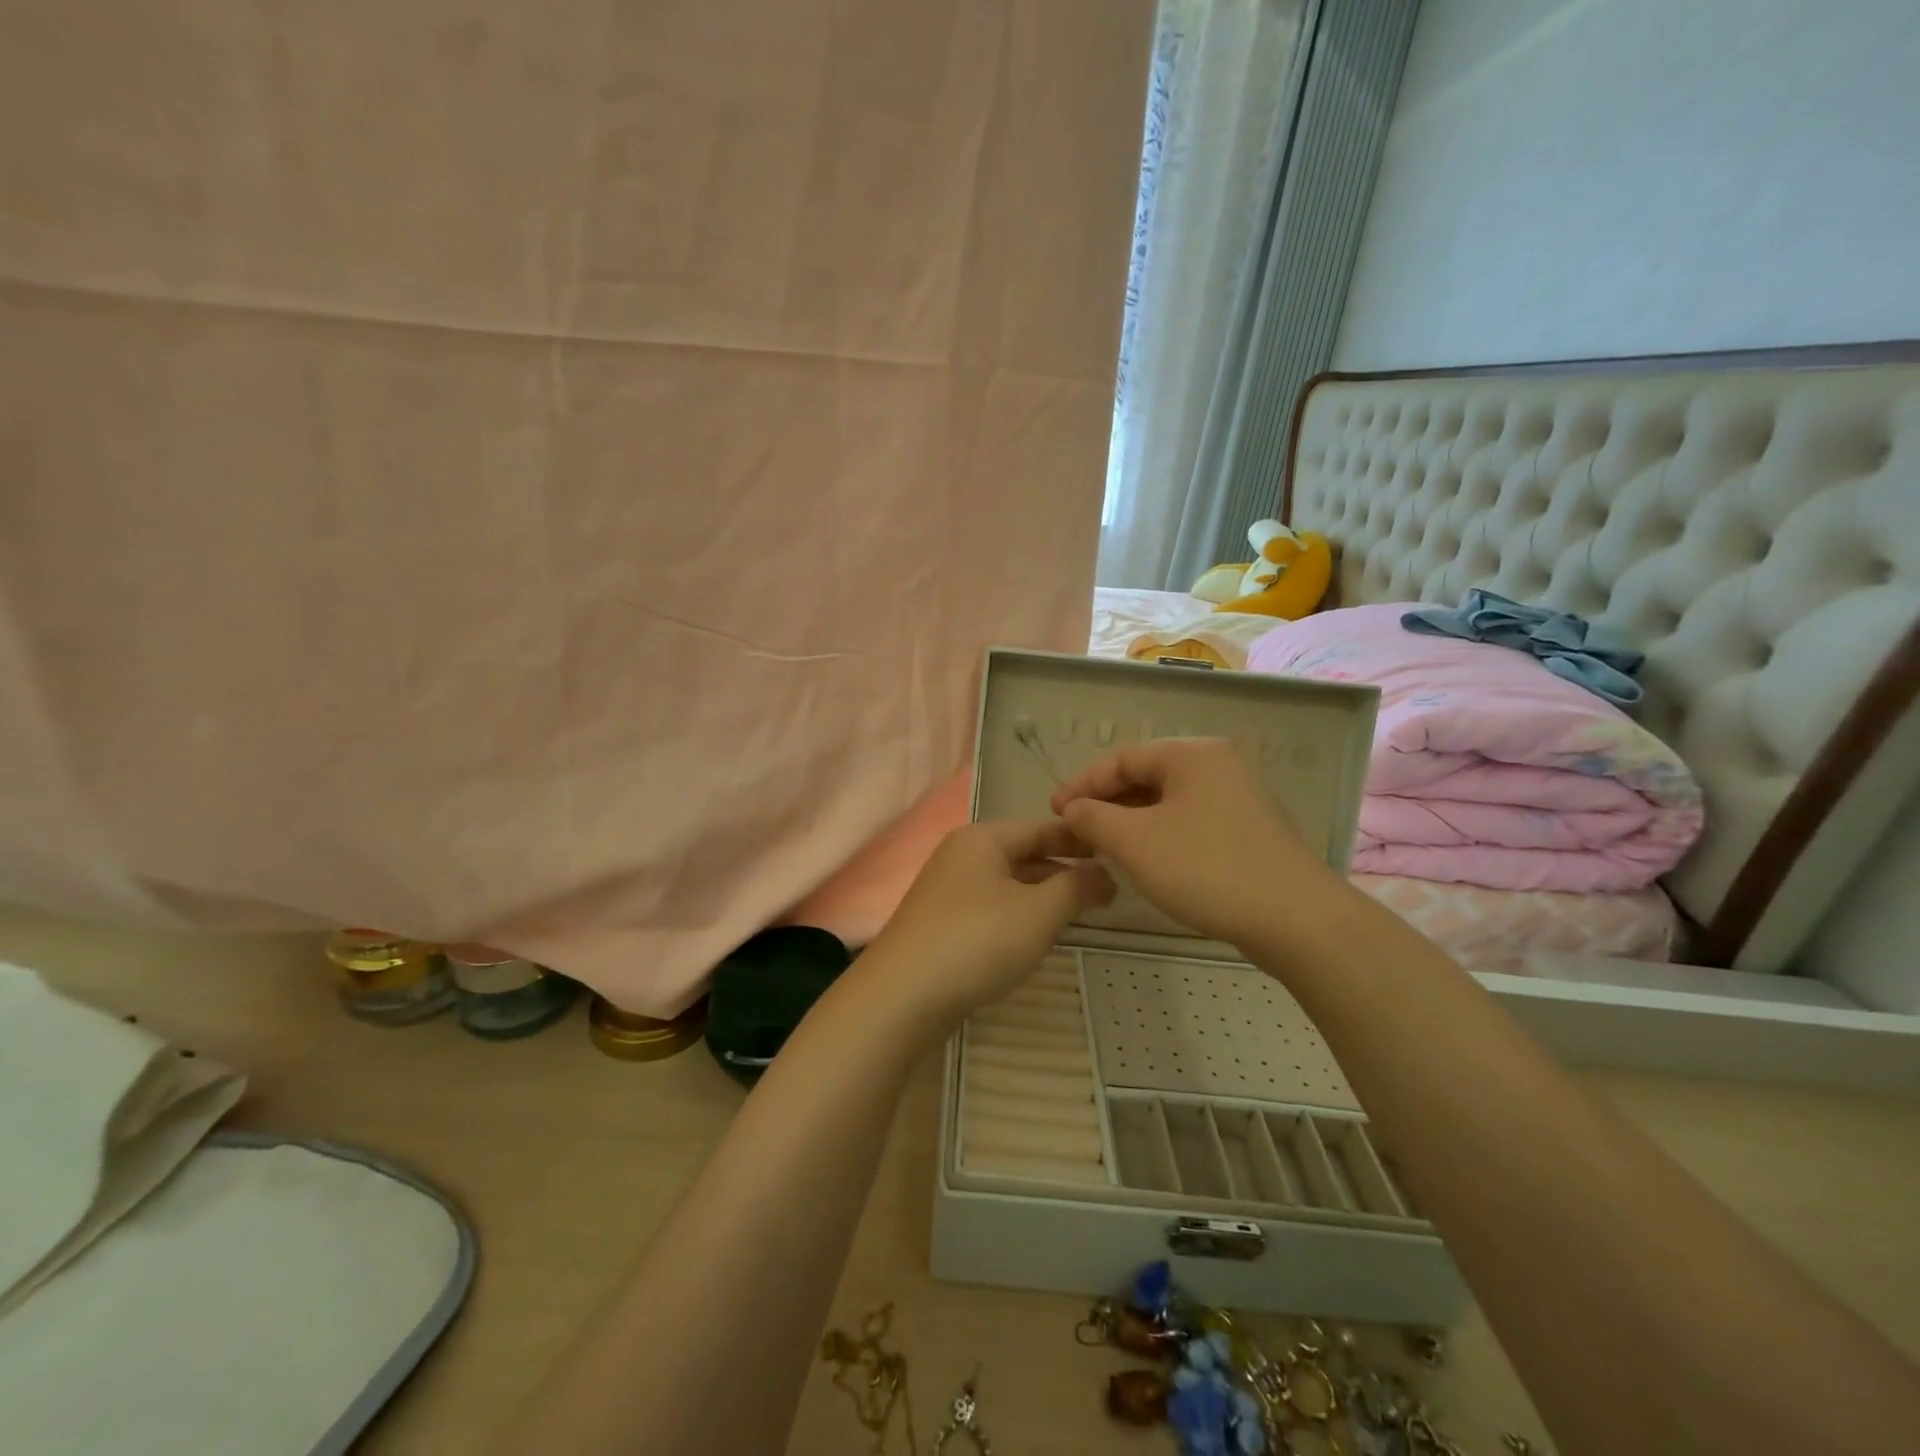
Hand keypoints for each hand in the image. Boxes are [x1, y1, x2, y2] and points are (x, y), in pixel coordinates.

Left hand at [865, 820, 1114, 1027]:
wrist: (903, 995)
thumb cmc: (978, 940)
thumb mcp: (1039, 912)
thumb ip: (1076, 887)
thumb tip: (1104, 874)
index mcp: (983, 838)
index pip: (1042, 827)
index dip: (1080, 840)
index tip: (1117, 854)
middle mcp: (961, 854)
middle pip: (1024, 854)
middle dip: (1064, 870)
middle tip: (1107, 892)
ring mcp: (946, 889)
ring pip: (1008, 883)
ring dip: (1043, 896)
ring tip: (1080, 915)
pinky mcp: (940, 922)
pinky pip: (990, 908)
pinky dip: (1018, 916)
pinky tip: (1035, 938)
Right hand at [1050, 738, 1334, 948]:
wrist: (1295, 919)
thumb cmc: (1206, 867)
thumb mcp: (1135, 841)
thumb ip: (1094, 817)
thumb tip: (1072, 808)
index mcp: (1192, 754)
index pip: (1122, 757)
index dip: (1082, 783)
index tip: (1054, 811)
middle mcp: (1218, 766)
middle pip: (1146, 777)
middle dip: (1105, 803)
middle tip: (1074, 830)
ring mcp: (1238, 799)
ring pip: (1167, 802)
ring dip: (1129, 822)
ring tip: (1101, 847)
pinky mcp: (1247, 831)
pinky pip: (1189, 822)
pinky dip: (1158, 835)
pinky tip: (1144, 860)